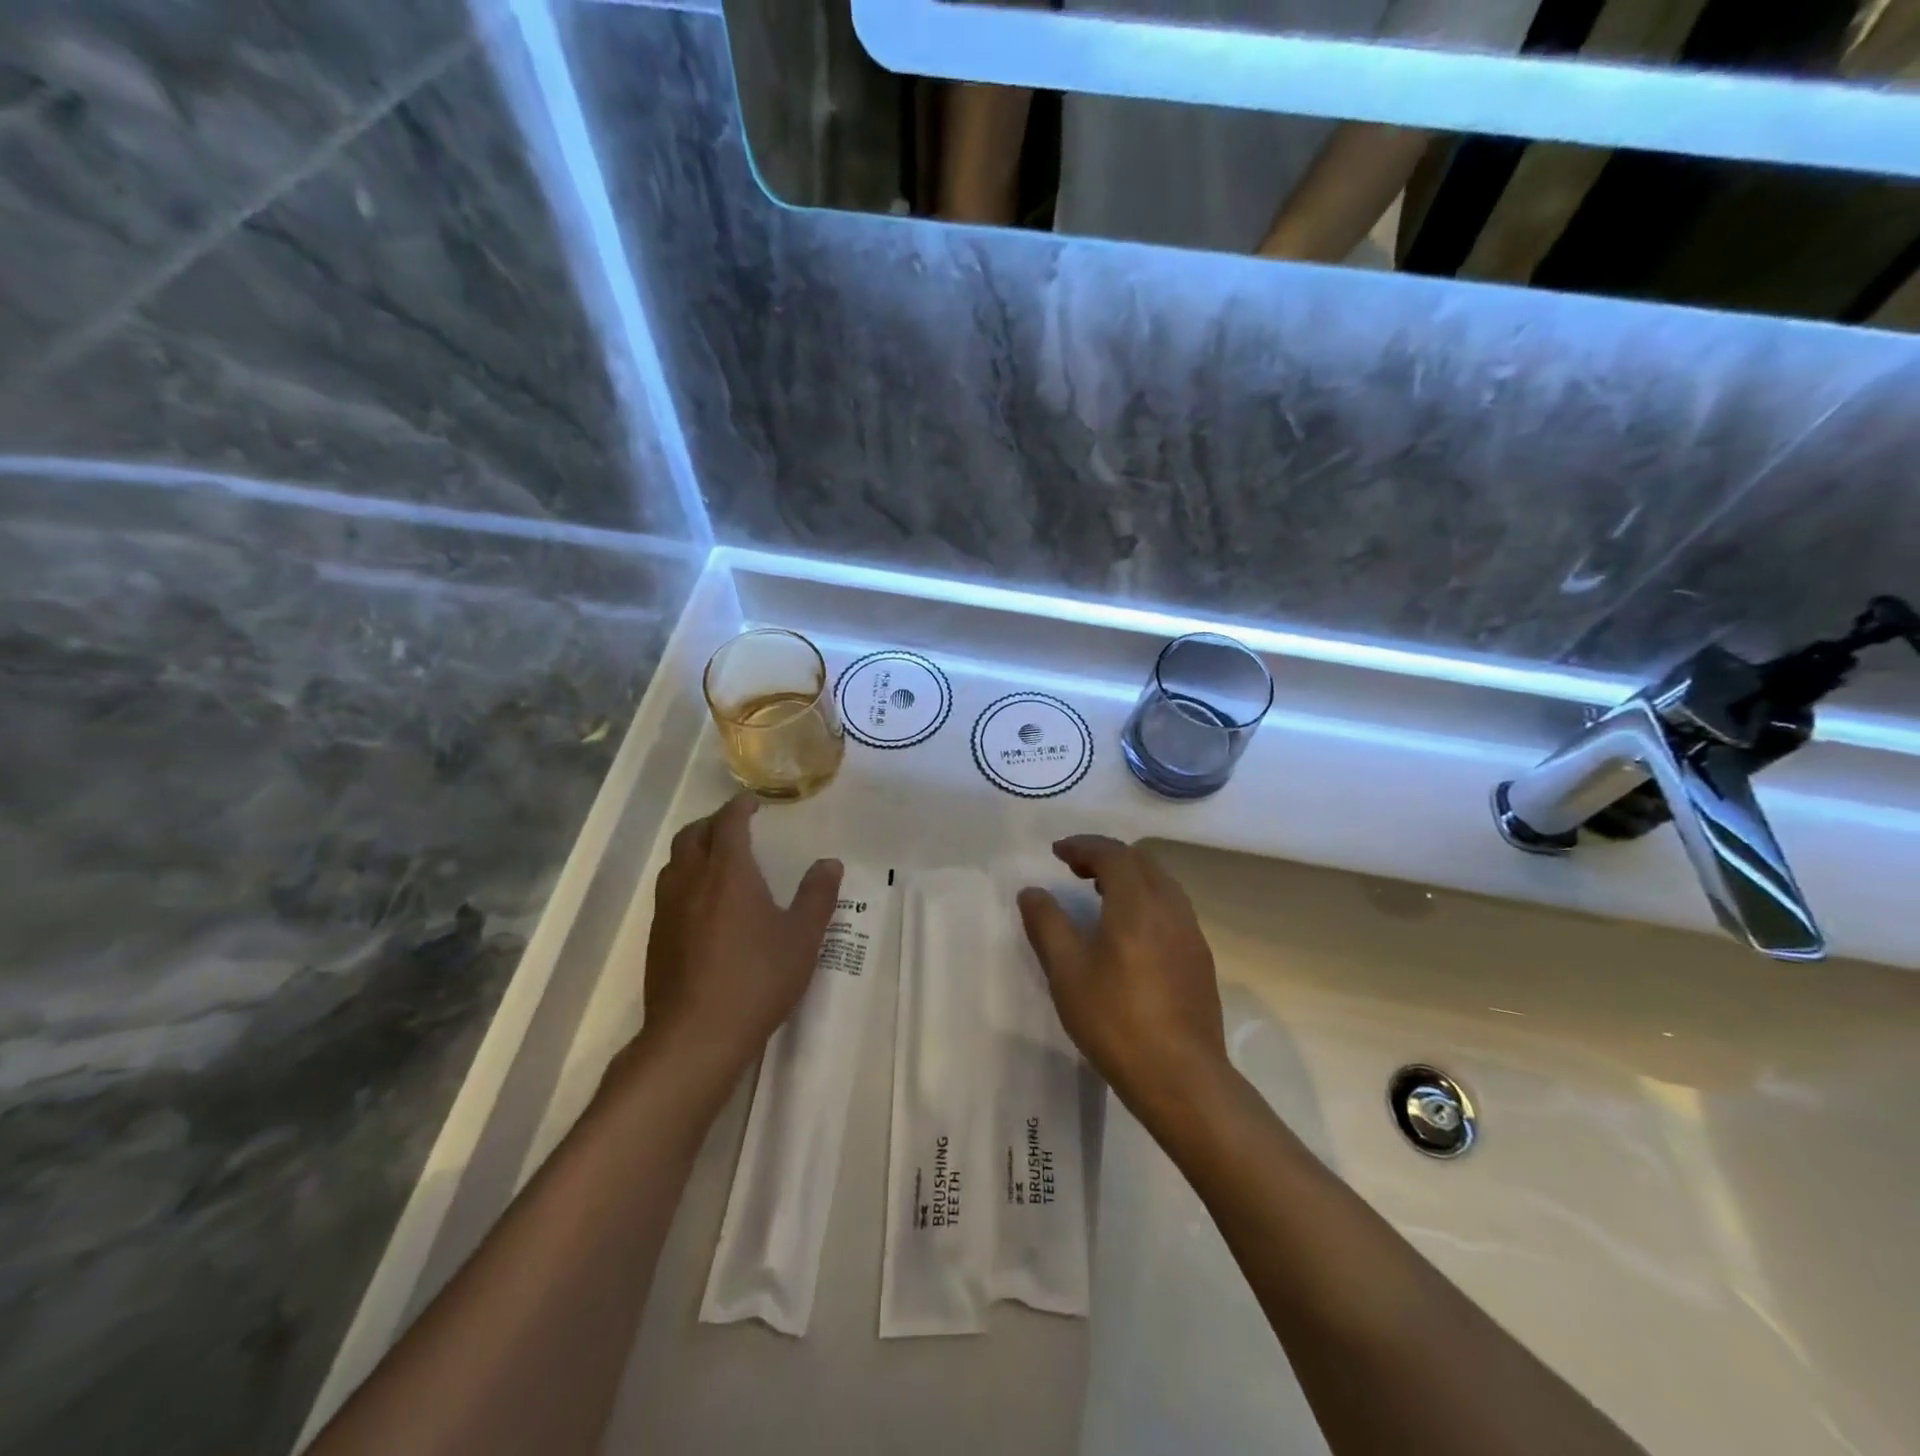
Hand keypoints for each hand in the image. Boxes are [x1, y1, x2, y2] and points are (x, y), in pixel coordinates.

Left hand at [635, 793, 843, 1082]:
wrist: (696, 1036)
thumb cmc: (757, 979)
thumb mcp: (802, 937)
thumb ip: (817, 896)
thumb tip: (829, 864)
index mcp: (728, 872)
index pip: (728, 823)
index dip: (739, 807)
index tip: (752, 804)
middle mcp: (691, 881)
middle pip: (691, 835)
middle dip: (712, 823)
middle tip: (734, 826)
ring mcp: (667, 910)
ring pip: (674, 863)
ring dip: (694, 849)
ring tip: (716, 859)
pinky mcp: (656, 938)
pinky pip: (668, 891)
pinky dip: (685, 879)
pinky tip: (702, 905)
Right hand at [1017, 836, 1226, 1114]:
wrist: (1181, 1078)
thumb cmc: (1115, 1021)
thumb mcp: (1067, 972)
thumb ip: (1047, 924)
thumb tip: (1032, 892)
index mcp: (1137, 904)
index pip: (1113, 854)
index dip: (1083, 846)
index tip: (1057, 852)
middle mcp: (1170, 908)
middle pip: (1141, 862)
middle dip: (1106, 856)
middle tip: (1075, 868)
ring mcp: (1191, 933)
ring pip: (1160, 883)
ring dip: (1129, 876)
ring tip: (1099, 892)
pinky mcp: (1200, 958)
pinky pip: (1171, 908)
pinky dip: (1145, 899)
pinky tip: (1129, 930)